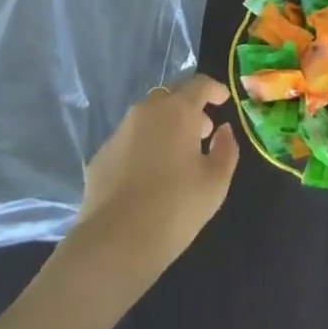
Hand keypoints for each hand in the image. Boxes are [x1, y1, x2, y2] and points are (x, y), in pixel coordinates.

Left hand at [72, 73, 238, 272]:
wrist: (113, 244)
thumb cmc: (174, 209)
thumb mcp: (216, 183)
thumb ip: (226, 149)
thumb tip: (223, 131)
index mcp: (178, 111)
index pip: (199, 84)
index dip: (214, 89)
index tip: (223, 100)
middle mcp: (147, 111)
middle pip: (171, 94)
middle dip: (189, 106)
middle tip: (202, 131)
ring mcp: (120, 131)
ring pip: (148, 115)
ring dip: (165, 124)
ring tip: (176, 154)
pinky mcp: (101, 155)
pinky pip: (129, 139)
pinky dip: (143, 145)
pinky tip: (148, 174)